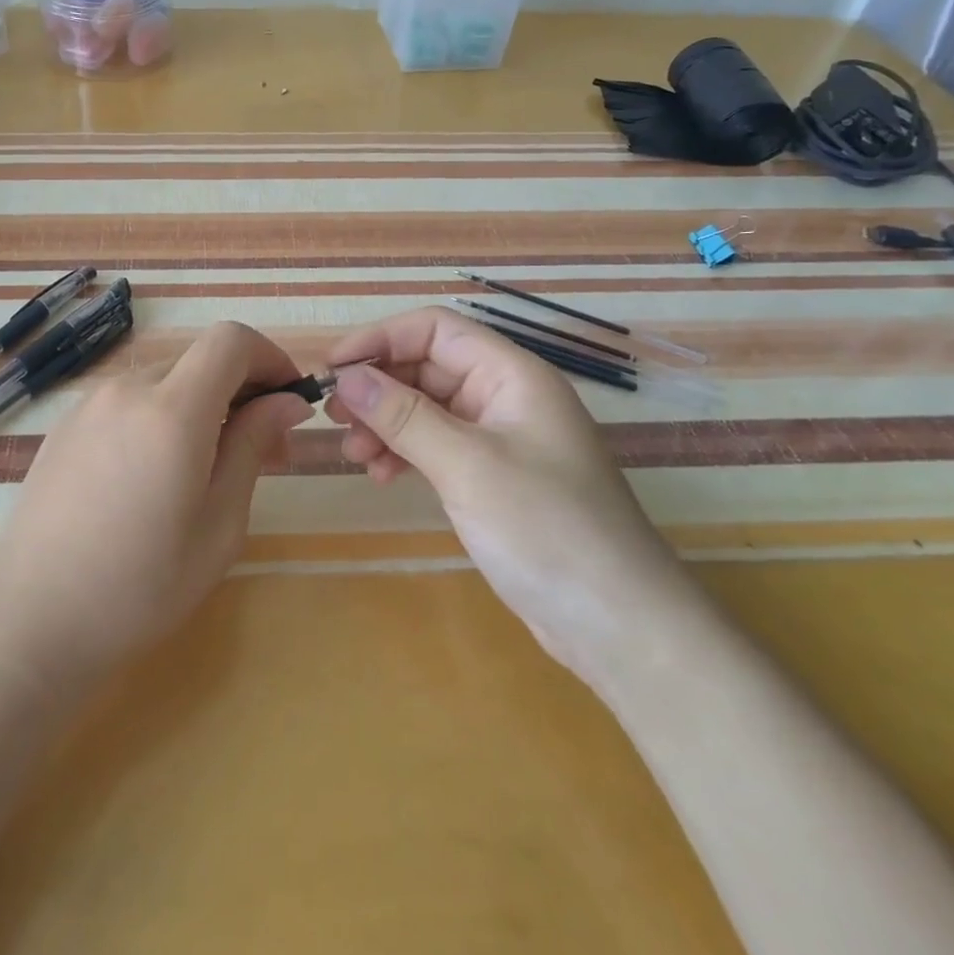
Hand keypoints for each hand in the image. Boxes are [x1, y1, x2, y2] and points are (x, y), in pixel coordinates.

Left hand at [0, 321, 311, 696]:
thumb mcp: (219, 524)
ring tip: (207, 470)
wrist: (30, 622)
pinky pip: (129, 401)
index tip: (288, 401)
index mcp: (172, 409)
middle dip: (242, 391)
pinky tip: (155, 476)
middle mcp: (128, 389)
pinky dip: (160, 417)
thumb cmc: (140, 586)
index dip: (270, 357)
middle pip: (200, 361)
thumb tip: (288, 401)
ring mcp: (89, 404)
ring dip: (201, 406)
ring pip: (165, 381)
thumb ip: (254, 446)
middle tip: (263, 452)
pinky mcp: (65, 425)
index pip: (231, 340)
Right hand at [326, 307, 696, 675]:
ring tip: (354, 455)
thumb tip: (346, 377)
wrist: (619, 624)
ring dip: (386, 423)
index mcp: (512, 374)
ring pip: (428, 409)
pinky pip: (437, 446)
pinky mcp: (493, 477)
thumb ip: (403, 416)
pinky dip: (405, 453)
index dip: (381, 339)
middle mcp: (505, 396)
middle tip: (334, 418)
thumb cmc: (546, 528)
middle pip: (428, 367)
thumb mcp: (466, 465)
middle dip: (379, 388)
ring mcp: (500, 438)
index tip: (334, 368)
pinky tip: (381, 476)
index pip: (435, 329)